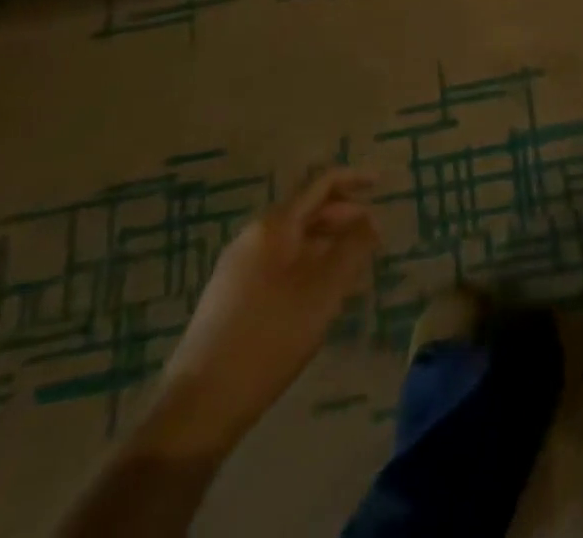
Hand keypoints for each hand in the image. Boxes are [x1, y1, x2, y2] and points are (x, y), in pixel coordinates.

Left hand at [138, 168, 378, 463]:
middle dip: (343, 216)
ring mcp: (238, 267)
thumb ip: (353, 248)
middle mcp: (254, 236)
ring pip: (293, 240)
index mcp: (275, 226)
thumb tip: (370, 220)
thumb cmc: (271, 336)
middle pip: (306, 210)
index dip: (353, 178)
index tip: (381, 184)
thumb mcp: (324, 290)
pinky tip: (320, 295)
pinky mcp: (231, 296)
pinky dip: (307, 265)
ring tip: (354, 267)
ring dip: (327, 244)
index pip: (320, 184)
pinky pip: (279, 263)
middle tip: (374, 236)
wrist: (201, 404)